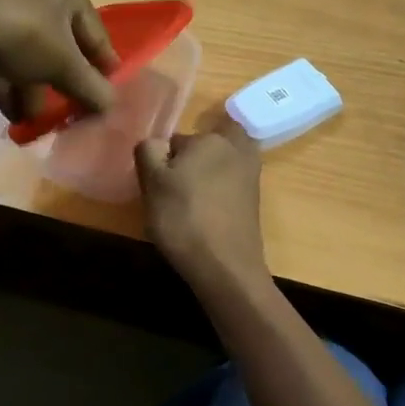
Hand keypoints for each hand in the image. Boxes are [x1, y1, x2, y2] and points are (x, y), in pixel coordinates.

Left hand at [0, 0, 117, 122]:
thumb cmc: (25, 36)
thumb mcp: (66, 66)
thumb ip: (92, 88)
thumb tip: (111, 107)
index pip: (94, 30)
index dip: (103, 64)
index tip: (109, 91)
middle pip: (60, 43)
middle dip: (63, 81)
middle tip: (71, 108)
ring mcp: (3, 5)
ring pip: (30, 53)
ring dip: (35, 89)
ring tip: (36, 120)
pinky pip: (3, 57)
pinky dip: (10, 84)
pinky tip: (14, 114)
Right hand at [136, 119, 269, 292]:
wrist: (225, 266)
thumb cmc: (183, 218)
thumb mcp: (152, 182)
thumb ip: (149, 151)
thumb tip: (158, 143)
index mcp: (210, 138)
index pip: (177, 140)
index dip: (164, 159)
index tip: (159, 182)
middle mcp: (236, 149)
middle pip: (209, 143)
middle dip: (195, 156)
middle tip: (179, 182)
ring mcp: (250, 175)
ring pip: (224, 162)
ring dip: (210, 173)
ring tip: (191, 199)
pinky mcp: (255, 200)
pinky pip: (233, 183)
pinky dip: (220, 192)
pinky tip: (207, 213)